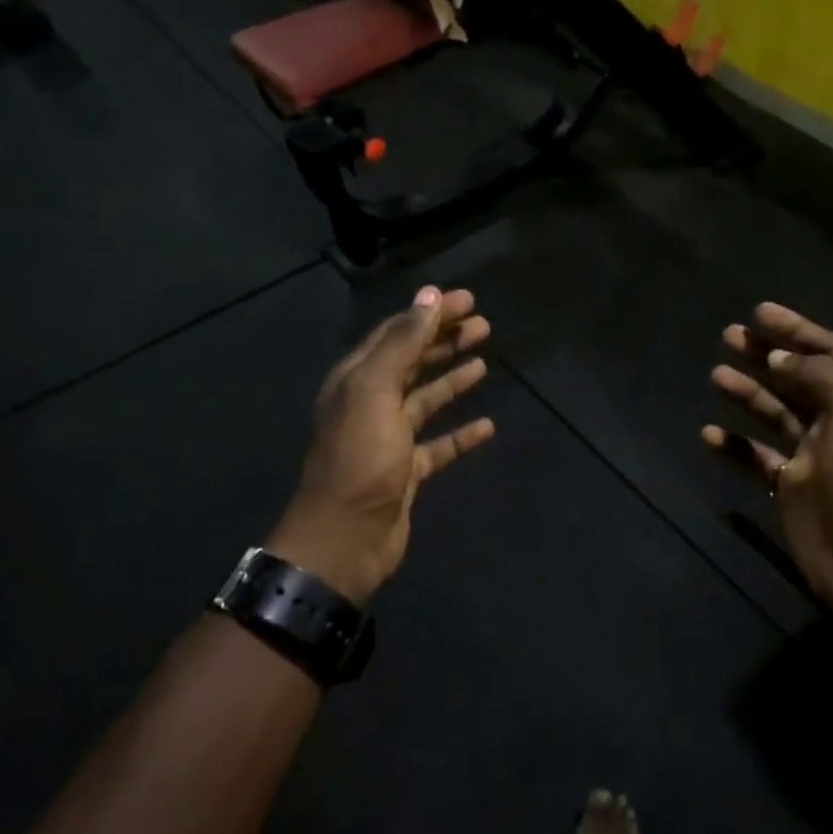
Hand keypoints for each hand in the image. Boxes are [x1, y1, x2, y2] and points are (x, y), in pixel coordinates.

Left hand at [268, 287, 495, 604]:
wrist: (345, 538)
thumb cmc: (359, 458)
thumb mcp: (375, 391)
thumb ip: (402, 343)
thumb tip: (429, 296)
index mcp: (357, 379)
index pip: (397, 333)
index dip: (431, 313)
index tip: (468, 299)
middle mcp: (371, 403)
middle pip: (413, 362)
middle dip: (445, 340)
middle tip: (484, 325)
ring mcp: (389, 439)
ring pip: (426, 399)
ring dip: (453, 378)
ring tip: (484, 359)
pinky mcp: (407, 471)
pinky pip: (439, 444)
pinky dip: (461, 434)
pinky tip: (487, 425)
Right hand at [702, 302, 832, 628]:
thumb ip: (819, 377)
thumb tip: (781, 356)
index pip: (832, 352)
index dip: (798, 330)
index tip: (760, 312)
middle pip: (799, 377)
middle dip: (767, 354)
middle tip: (730, 335)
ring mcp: (813, 454)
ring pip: (775, 412)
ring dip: (747, 392)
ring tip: (716, 374)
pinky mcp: (790, 484)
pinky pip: (756, 456)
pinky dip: (734, 444)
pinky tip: (709, 433)